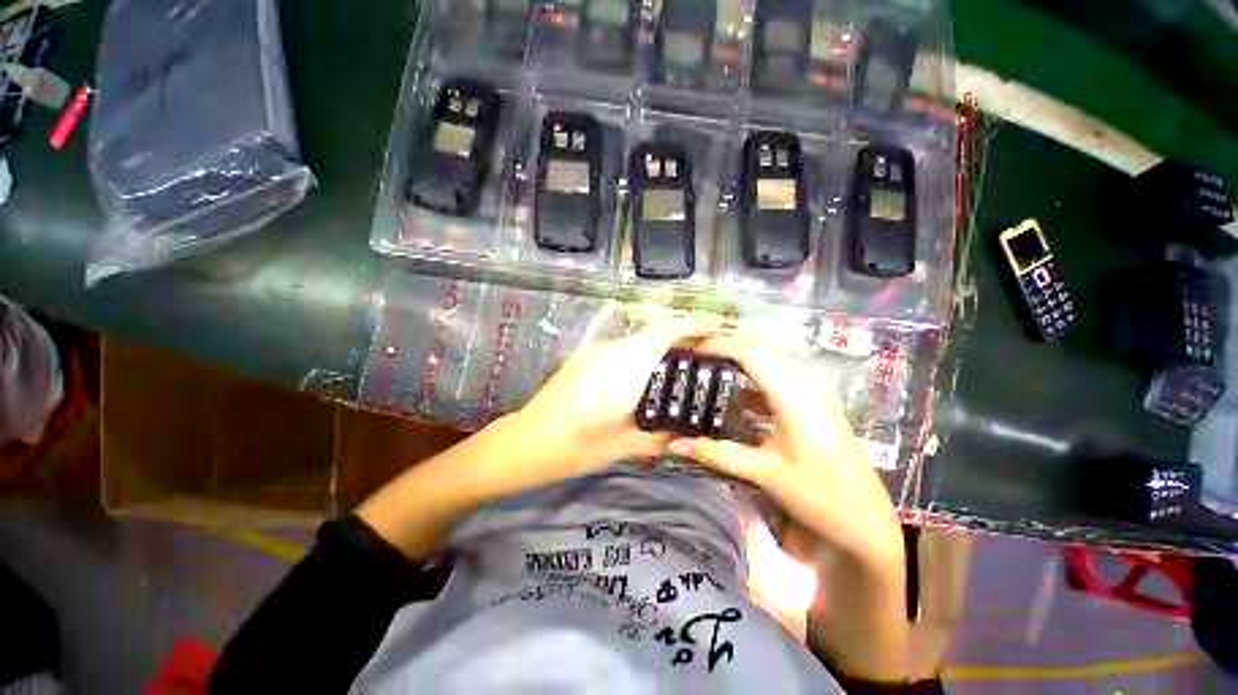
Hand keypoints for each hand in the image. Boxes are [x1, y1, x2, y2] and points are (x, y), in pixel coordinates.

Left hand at [510, 321, 708, 484]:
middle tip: (707, 356)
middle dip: (684, 337)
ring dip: (663, 345)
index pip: (663, 332)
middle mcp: (610, 352)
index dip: (693, 326)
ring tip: (683, 367)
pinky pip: (624, 347)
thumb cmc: (575, 448)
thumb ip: (662, 436)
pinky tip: (649, 376)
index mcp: (623, 371)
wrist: (526, 442)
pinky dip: (644, 353)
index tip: (718, 330)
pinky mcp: (587, 357)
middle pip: (654, 331)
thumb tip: (688, 431)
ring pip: (639, 338)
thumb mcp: (625, 446)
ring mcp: (595, 351)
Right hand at [666, 334, 903, 571]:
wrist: (866, 523)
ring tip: (710, 366)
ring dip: (739, 360)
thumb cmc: (819, 496)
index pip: (753, 354)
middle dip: (727, 346)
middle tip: (696, 353)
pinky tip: (735, 396)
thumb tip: (672, 445)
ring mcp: (812, 395)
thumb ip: (716, 454)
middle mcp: (805, 386)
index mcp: (795, 397)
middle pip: (761, 350)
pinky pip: (777, 380)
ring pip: (770, 363)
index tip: (693, 349)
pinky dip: (751, 380)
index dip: (721, 345)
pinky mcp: (812, 406)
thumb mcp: (764, 473)